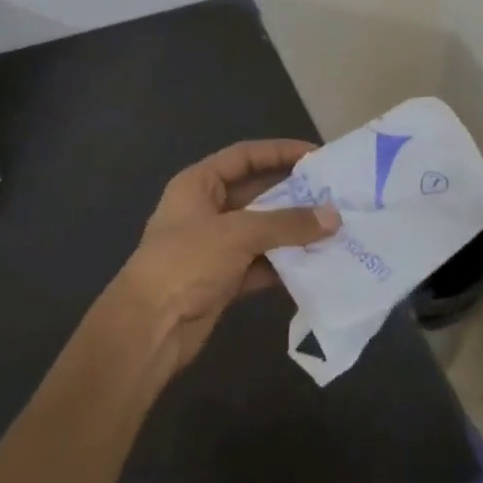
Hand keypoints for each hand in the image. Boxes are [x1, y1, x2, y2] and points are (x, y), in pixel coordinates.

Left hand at [114, 139, 339, 374]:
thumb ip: (288, 223)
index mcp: (199, 185)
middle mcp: (207, 210)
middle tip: (334, 194)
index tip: (317, 155)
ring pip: (263, 231)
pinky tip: (316, 264)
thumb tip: (334, 217)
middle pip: (257, 193)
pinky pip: (262, 263)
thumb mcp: (238, 234)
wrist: (148, 330)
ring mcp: (215, 247)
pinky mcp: (224, 279)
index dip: (279, 151)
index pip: (244, 156)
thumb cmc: (186, 263)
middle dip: (294, 195)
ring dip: (293, 232)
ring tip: (334, 228)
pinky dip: (285, 264)